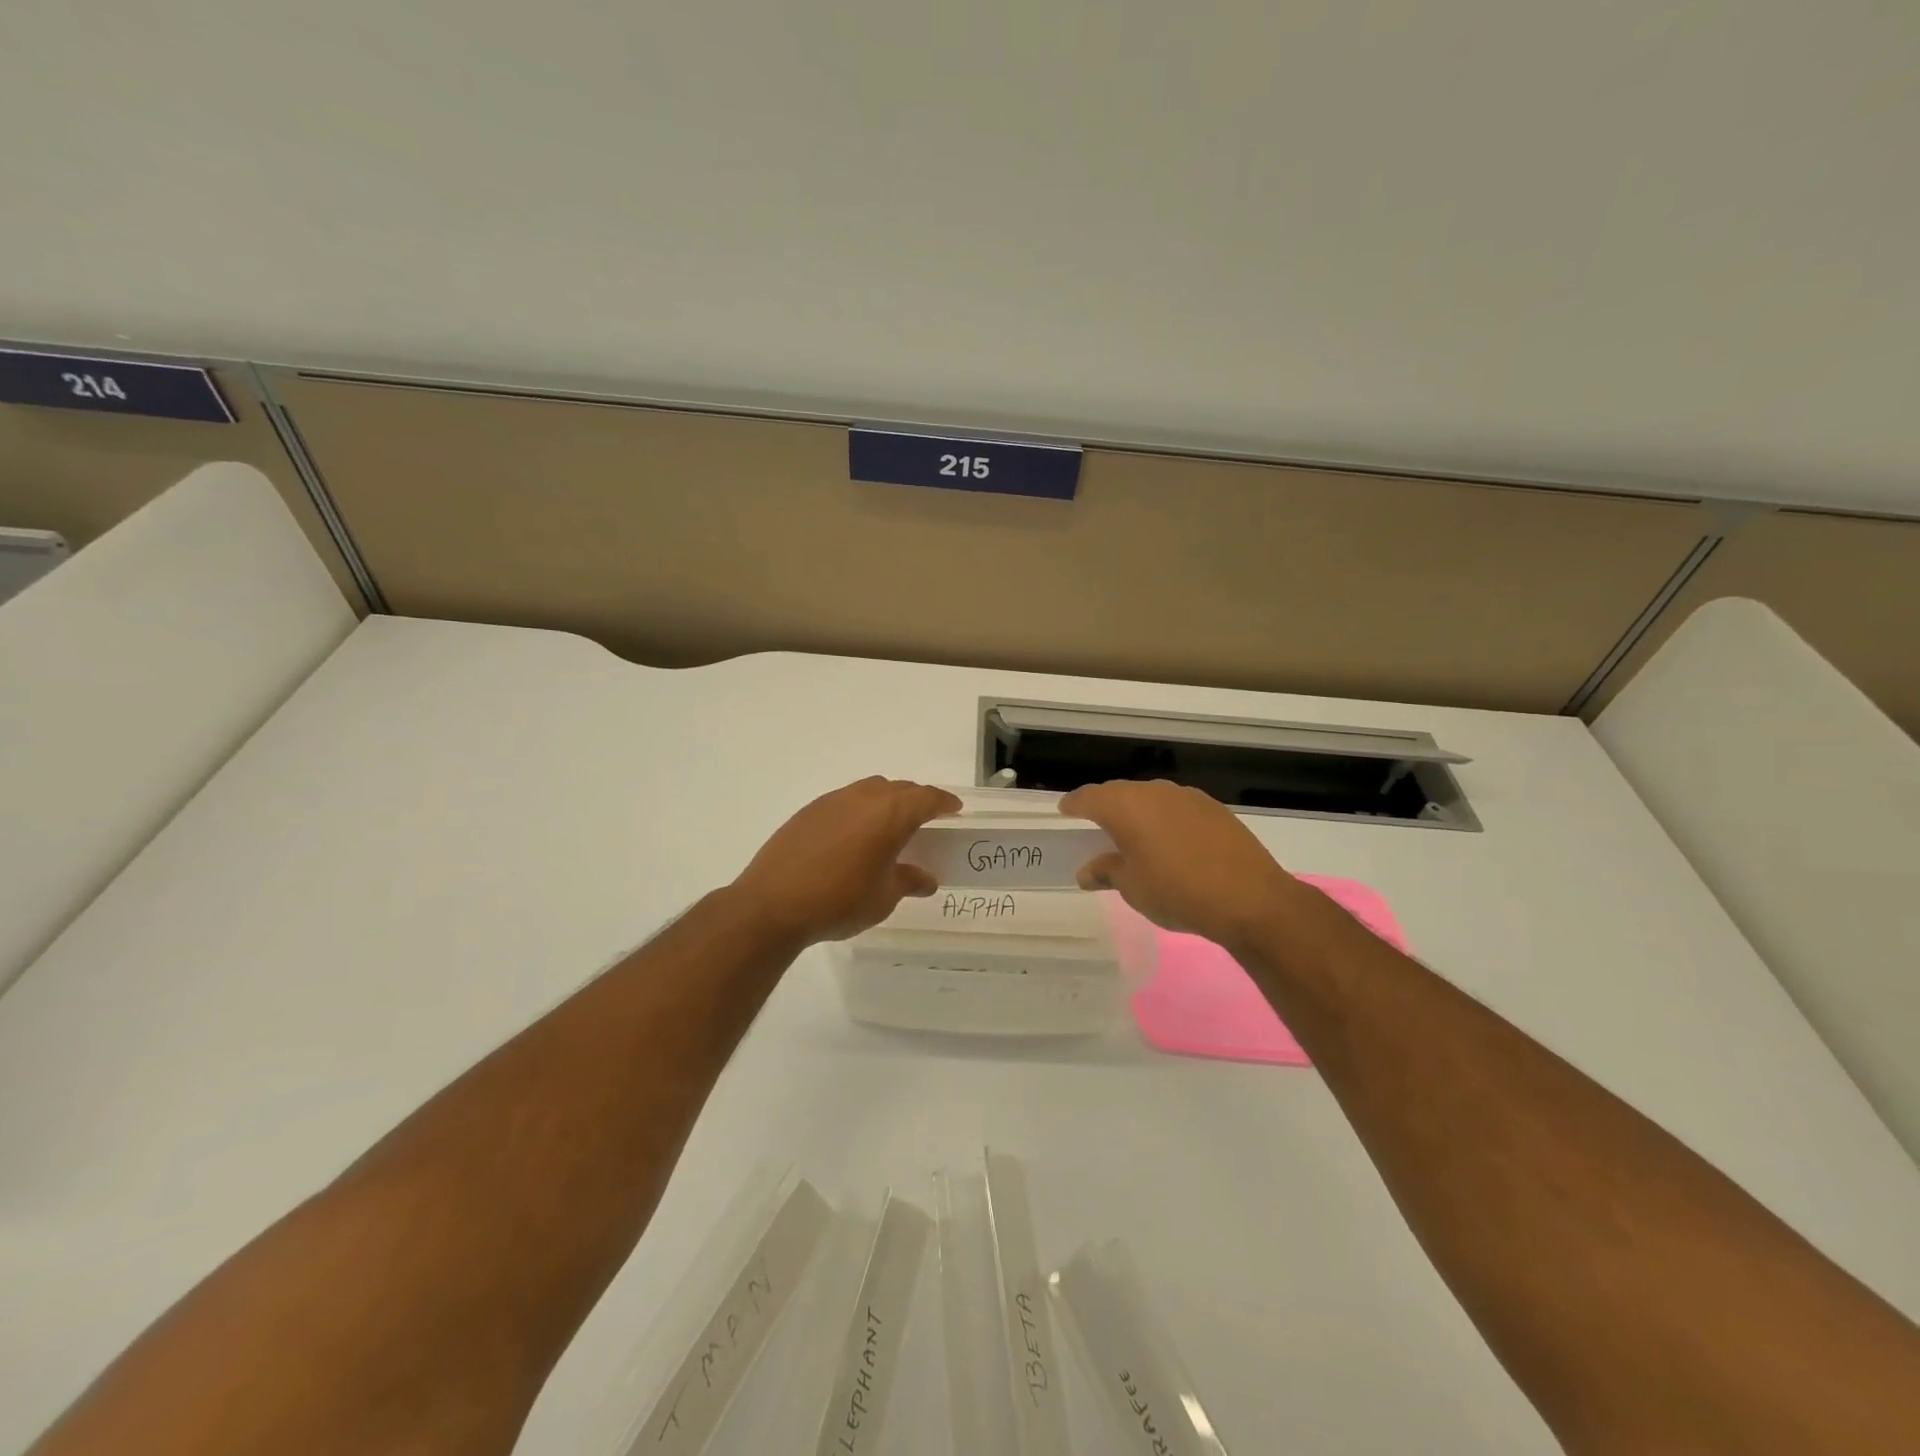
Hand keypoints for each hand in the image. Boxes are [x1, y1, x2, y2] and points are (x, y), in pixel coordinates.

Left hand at [731, 777, 961, 946]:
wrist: (772, 903)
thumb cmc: (839, 900)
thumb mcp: (883, 897)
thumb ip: (908, 881)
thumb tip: (925, 878)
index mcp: (890, 814)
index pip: (926, 798)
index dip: (943, 802)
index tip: (954, 808)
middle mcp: (863, 798)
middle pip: (899, 789)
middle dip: (917, 799)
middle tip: (927, 817)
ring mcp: (832, 801)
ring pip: (870, 790)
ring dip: (886, 801)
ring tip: (890, 825)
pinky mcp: (808, 812)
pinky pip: (845, 801)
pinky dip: (860, 810)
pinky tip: (854, 835)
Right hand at [1061, 779, 1308, 951]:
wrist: (1251, 899)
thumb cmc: (1177, 893)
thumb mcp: (1132, 888)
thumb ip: (1106, 871)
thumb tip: (1088, 870)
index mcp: (1126, 806)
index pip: (1089, 797)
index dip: (1074, 804)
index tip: (1064, 810)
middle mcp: (1154, 792)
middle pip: (1119, 792)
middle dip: (1104, 806)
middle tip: (1094, 825)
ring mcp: (1187, 797)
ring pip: (1150, 797)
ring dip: (1137, 812)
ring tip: (1133, 835)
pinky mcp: (1214, 809)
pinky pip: (1176, 807)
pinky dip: (1164, 819)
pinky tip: (1169, 841)